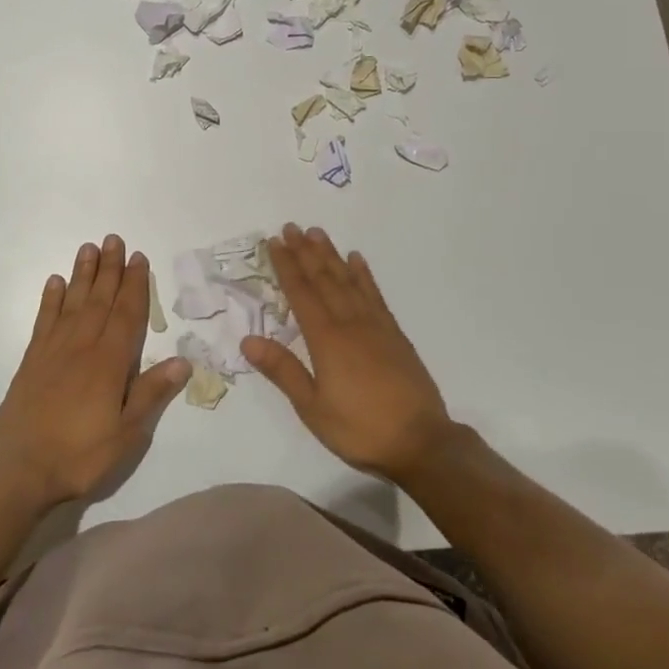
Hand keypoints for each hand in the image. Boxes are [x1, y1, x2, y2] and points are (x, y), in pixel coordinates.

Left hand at [0, 236, 189, 510]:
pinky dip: (50, 299)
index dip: (135, 285)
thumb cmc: (79, 456)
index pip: (127, 314)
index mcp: (109, 362)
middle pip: (100, 299)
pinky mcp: (32, 362)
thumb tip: (183, 361)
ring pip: (73, 303)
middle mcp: (82, 347)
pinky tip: (55, 282)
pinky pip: (44, 321)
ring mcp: (53, 351)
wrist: (17, 472)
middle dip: (110, 268)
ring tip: (89, 248)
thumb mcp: (126, 434)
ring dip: (82, 275)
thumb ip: (151, 394)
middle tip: (114, 239)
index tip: (139, 258)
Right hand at [240, 223, 455, 482]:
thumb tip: (248, 340)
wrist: (420, 441)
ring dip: (331, 255)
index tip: (274, 242)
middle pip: (324, 279)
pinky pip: (375, 295)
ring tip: (318, 233)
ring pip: (348, 280)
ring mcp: (375, 325)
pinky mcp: (394, 333)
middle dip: (305, 252)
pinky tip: (357, 260)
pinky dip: (364, 274)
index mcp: (326, 340)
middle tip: (291, 227)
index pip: (301, 294)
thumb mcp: (312, 408)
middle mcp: (350, 323)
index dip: (286, 266)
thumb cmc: (360, 429)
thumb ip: (283, 370)